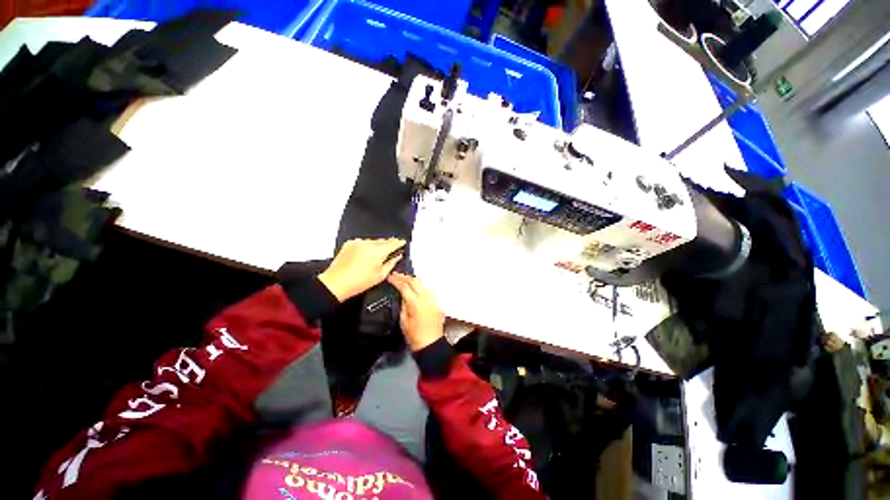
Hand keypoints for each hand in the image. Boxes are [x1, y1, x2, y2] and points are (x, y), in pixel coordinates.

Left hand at [318, 238, 404, 301]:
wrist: (336, 283)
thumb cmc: (358, 282)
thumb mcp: (381, 275)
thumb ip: (392, 263)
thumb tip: (397, 257)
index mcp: (379, 251)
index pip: (393, 243)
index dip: (399, 243)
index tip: (402, 243)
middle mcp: (369, 243)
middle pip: (383, 241)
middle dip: (388, 245)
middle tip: (392, 251)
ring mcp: (358, 242)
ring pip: (373, 241)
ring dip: (377, 246)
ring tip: (377, 257)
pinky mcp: (350, 244)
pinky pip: (363, 243)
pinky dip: (367, 247)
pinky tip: (366, 256)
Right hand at [387, 272, 444, 351]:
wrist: (431, 343)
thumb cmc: (415, 335)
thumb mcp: (403, 320)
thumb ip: (403, 304)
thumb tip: (402, 295)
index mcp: (416, 303)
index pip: (404, 286)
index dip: (396, 280)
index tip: (390, 277)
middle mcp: (426, 297)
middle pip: (415, 281)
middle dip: (404, 277)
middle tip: (396, 275)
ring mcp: (433, 298)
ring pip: (422, 283)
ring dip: (413, 279)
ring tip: (404, 278)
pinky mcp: (436, 301)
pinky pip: (427, 288)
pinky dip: (420, 285)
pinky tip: (415, 286)